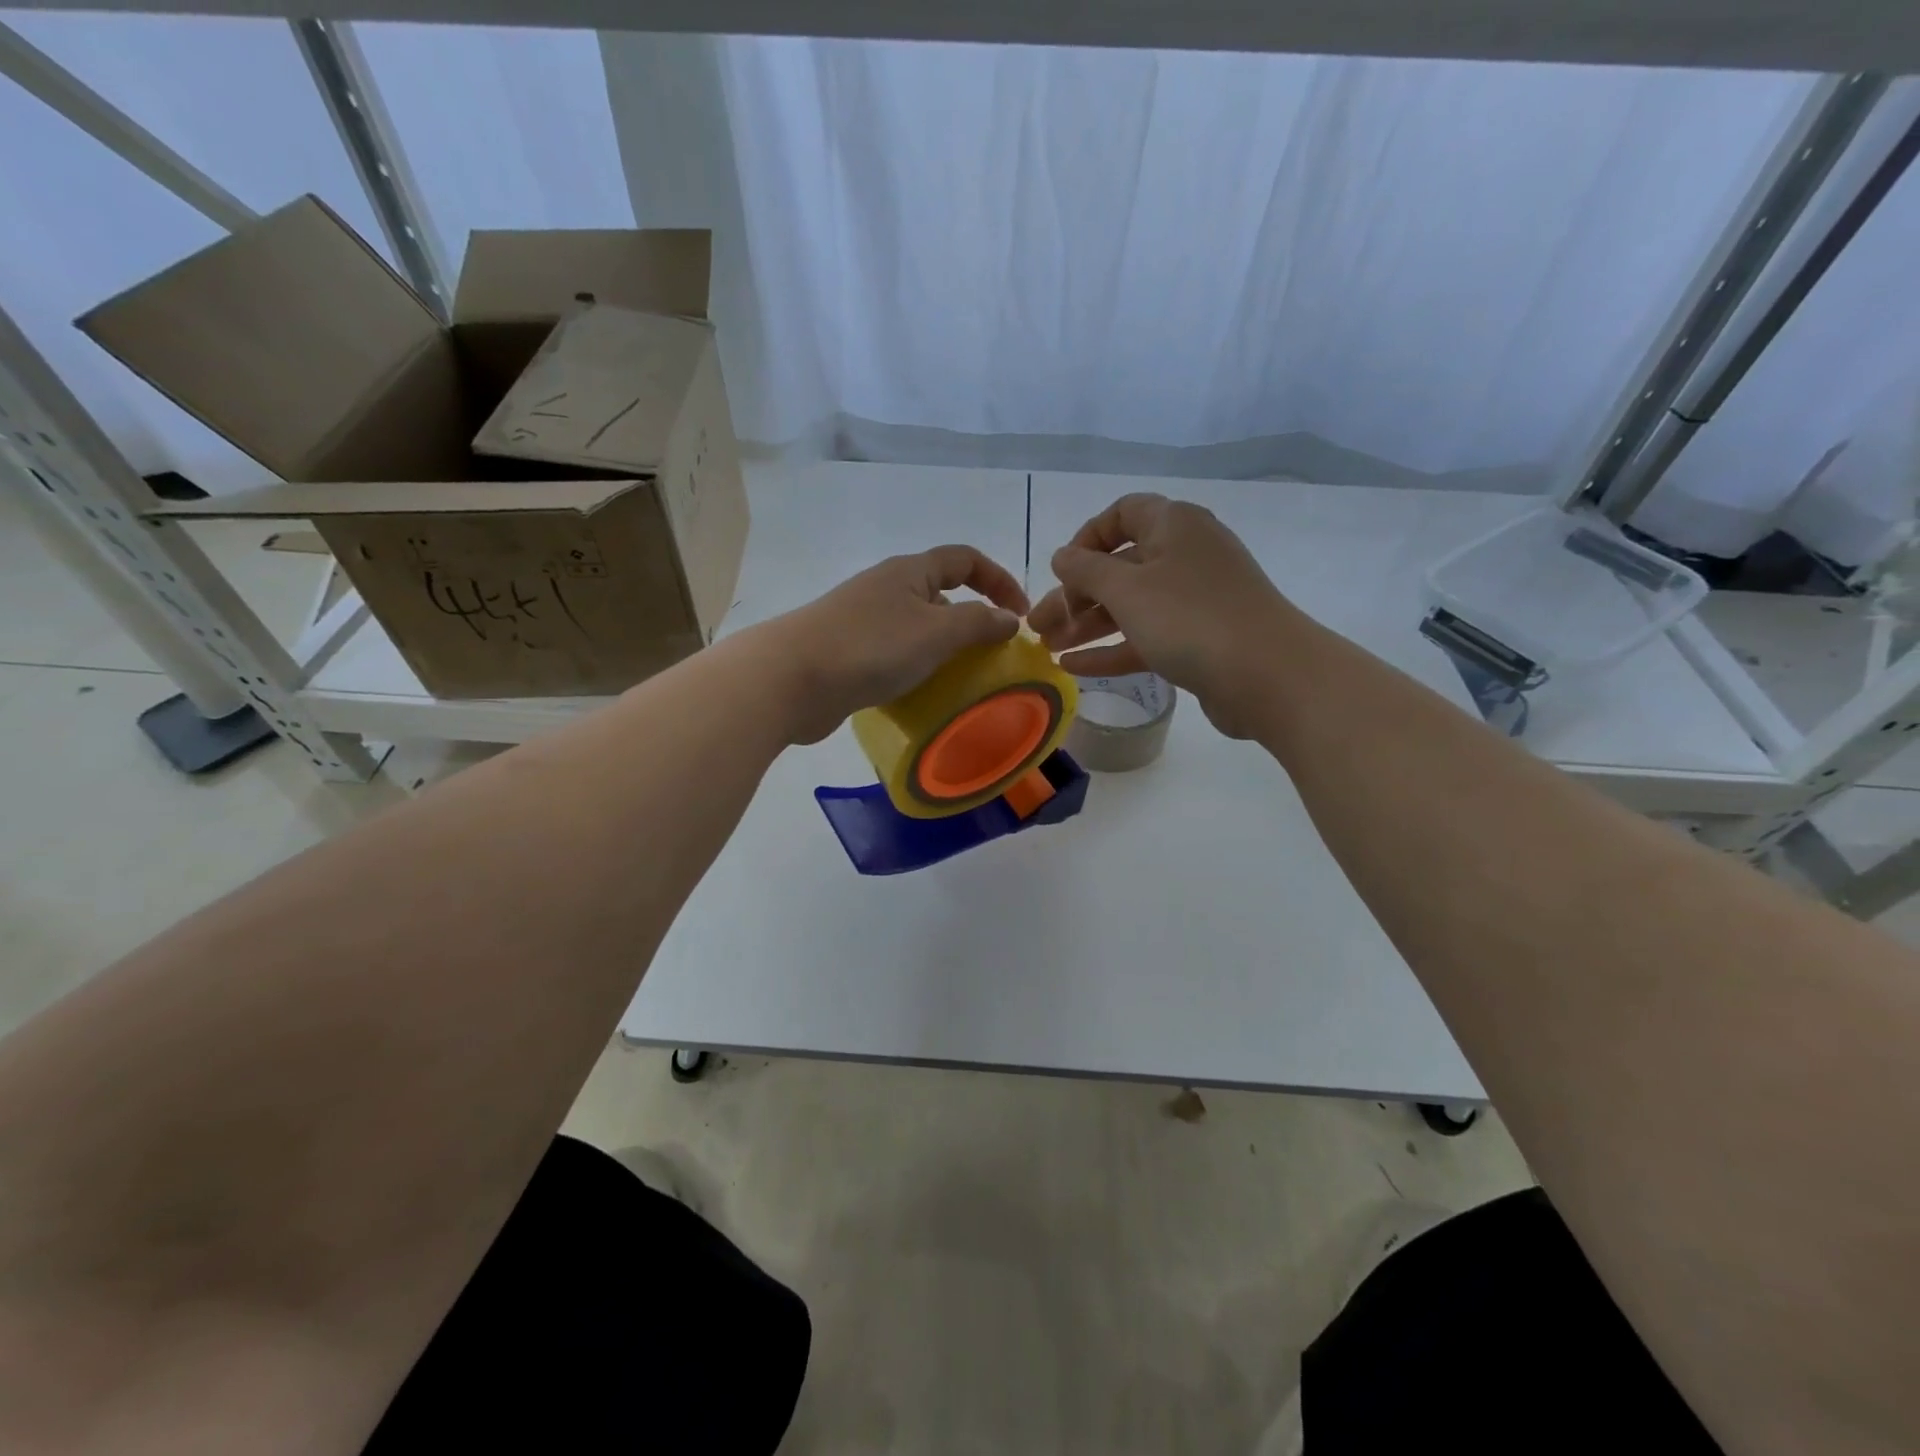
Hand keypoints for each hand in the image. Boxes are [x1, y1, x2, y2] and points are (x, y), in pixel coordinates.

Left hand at [755, 545, 1029, 743]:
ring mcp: (863, 621)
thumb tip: (1010, 619)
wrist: (791, 679)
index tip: (1021, 615)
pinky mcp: (848, 654)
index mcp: (909, 572)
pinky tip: (923, 695)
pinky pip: (895, 655)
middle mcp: (886, 589)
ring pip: (917, 628)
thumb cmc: (870, 647)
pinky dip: (916, 669)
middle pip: (941, 593)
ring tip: (964, 680)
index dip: (999, 579)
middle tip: (993, 655)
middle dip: (972, 619)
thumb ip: (979, 623)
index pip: (965, 559)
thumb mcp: (937, 632)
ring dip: (944, 649)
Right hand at [1029, 493, 1301, 737]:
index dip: (1086, 539)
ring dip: (1087, 625)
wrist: (1269, 676)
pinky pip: (1147, 636)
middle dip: (1074, 596)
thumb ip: (1086, 570)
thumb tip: (1063, 556)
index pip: (1122, 514)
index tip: (1060, 571)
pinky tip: (1074, 668)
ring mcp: (1195, 599)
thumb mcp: (1127, 589)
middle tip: (1037, 626)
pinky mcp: (1200, 639)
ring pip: (1130, 606)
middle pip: (1119, 567)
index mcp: (1173, 525)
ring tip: (1047, 649)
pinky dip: (1112, 648)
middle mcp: (1185, 555)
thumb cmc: (1191, 619)